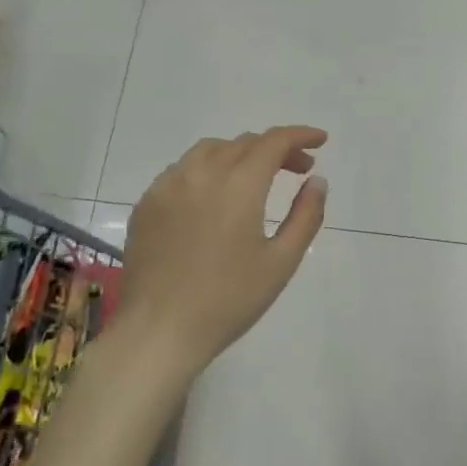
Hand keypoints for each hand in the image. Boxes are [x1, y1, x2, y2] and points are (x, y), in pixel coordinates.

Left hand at [114, 126, 327, 375]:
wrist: (160, 330)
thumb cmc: (229, 300)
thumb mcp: (281, 262)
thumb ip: (305, 215)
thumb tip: (317, 181)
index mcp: (238, 186)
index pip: (273, 142)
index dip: (300, 135)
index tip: (320, 141)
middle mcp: (200, 174)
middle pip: (243, 143)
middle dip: (276, 149)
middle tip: (298, 170)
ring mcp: (167, 187)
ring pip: (209, 151)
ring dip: (240, 154)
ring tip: (256, 178)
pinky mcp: (146, 204)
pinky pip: (182, 171)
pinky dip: (207, 170)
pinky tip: (214, 197)